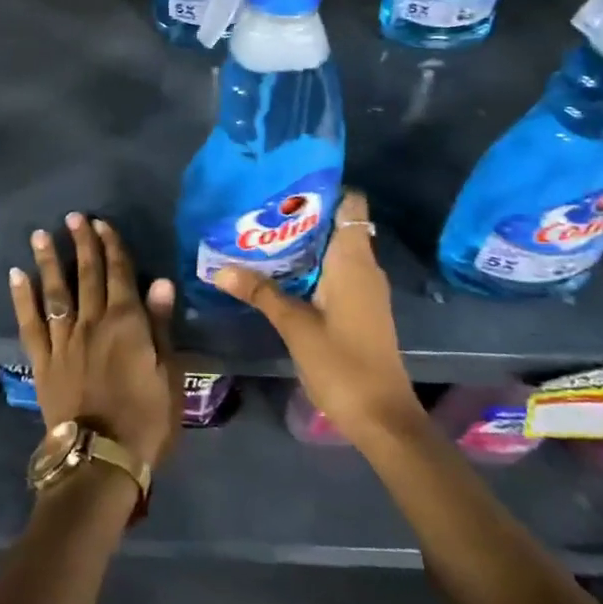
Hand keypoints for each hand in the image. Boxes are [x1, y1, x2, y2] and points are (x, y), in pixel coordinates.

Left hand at [10, 213, 182, 471]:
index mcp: (126, 323)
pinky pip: (30, 323)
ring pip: (56, 291)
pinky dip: (23, 297)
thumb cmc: (145, 421)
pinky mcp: (42, 361)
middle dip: (82, 244)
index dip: (112, 247)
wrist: (100, 460)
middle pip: (88, 275)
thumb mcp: (168, 375)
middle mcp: (92, 322)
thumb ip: (161, 326)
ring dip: (49, 260)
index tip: (103, 224)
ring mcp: (63, 340)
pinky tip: (17, 275)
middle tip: (74, 217)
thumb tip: (161, 282)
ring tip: (40, 234)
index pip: (120, 274)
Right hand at [213, 190, 423, 450]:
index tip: (286, 185)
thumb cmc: (342, 364)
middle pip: (336, 224)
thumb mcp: (295, 326)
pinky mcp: (359, 308)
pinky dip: (309, 267)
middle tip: (259, 211)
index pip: (350, 203)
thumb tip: (220, 269)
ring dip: (302, 244)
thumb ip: (260, 293)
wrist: (382, 418)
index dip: (323, 189)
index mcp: (354, 261)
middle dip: (300, 216)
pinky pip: (333, 272)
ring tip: (260, 236)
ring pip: (332, 250)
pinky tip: (278, 273)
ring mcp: (363, 289)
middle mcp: (363, 267)